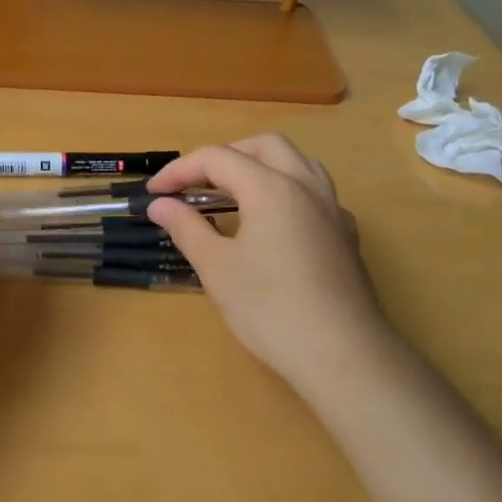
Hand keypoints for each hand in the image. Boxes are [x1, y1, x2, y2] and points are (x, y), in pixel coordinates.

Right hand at [146, 135, 397, 395]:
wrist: (343, 355)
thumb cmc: (271, 309)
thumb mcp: (217, 268)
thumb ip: (187, 227)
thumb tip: (160, 204)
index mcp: (271, 188)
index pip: (217, 158)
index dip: (179, 170)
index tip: (154, 193)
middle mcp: (306, 186)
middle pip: (263, 146)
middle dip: (224, 156)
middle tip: (196, 184)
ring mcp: (332, 209)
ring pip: (297, 163)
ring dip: (260, 167)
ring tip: (234, 195)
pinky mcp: (346, 235)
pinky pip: (315, 193)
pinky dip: (286, 192)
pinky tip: (273, 225)